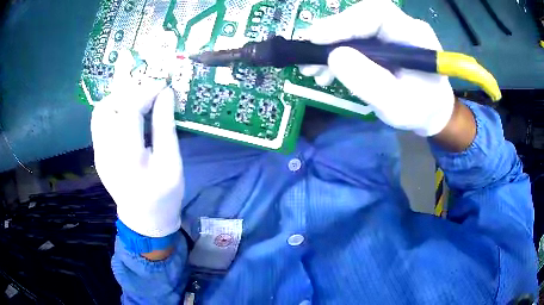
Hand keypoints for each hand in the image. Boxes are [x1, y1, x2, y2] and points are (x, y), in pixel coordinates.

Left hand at [91, 51, 183, 237]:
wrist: (144, 219)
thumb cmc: (163, 194)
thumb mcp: (171, 162)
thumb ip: (165, 126)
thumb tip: (165, 94)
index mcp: (128, 157)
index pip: (129, 110)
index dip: (146, 91)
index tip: (162, 85)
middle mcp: (106, 151)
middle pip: (108, 106)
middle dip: (130, 91)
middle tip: (149, 92)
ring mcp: (98, 152)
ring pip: (100, 111)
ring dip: (118, 99)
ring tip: (137, 100)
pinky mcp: (97, 153)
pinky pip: (100, 122)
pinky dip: (113, 110)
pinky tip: (128, 115)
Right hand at [300, 0, 454, 136]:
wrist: (433, 112)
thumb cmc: (421, 111)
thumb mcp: (397, 105)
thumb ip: (369, 82)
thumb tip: (334, 56)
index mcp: (414, 35)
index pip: (376, 13)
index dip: (343, 22)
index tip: (316, 39)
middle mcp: (401, 26)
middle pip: (360, 17)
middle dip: (331, 35)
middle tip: (308, 58)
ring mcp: (390, 31)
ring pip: (353, 27)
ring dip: (329, 46)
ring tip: (314, 71)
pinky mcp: (381, 40)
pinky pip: (354, 38)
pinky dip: (336, 53)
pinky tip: (327, 71)